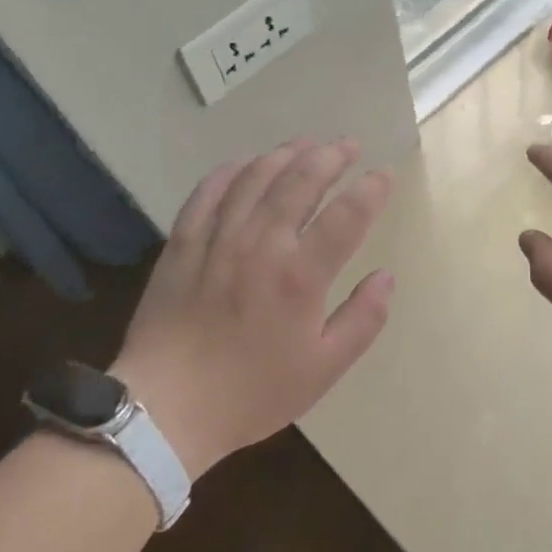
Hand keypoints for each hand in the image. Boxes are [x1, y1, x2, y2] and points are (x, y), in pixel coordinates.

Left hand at [112, 139, 394, 478]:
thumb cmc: (252, 392)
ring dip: (286, 153)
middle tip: (349, 144)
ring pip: (256, 177)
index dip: (372, 189)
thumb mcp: (323, 368)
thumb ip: (363, 319)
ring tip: (307, 143)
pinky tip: (245, 162)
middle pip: (301, 181)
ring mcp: (218, 238)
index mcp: (301, 276)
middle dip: (331, 156)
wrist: (165, 408)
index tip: (385, 174)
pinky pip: (208, 192)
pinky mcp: (183, 243)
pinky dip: (231, 170)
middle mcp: (262, 244)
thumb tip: (386, 276)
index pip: (347, 215)